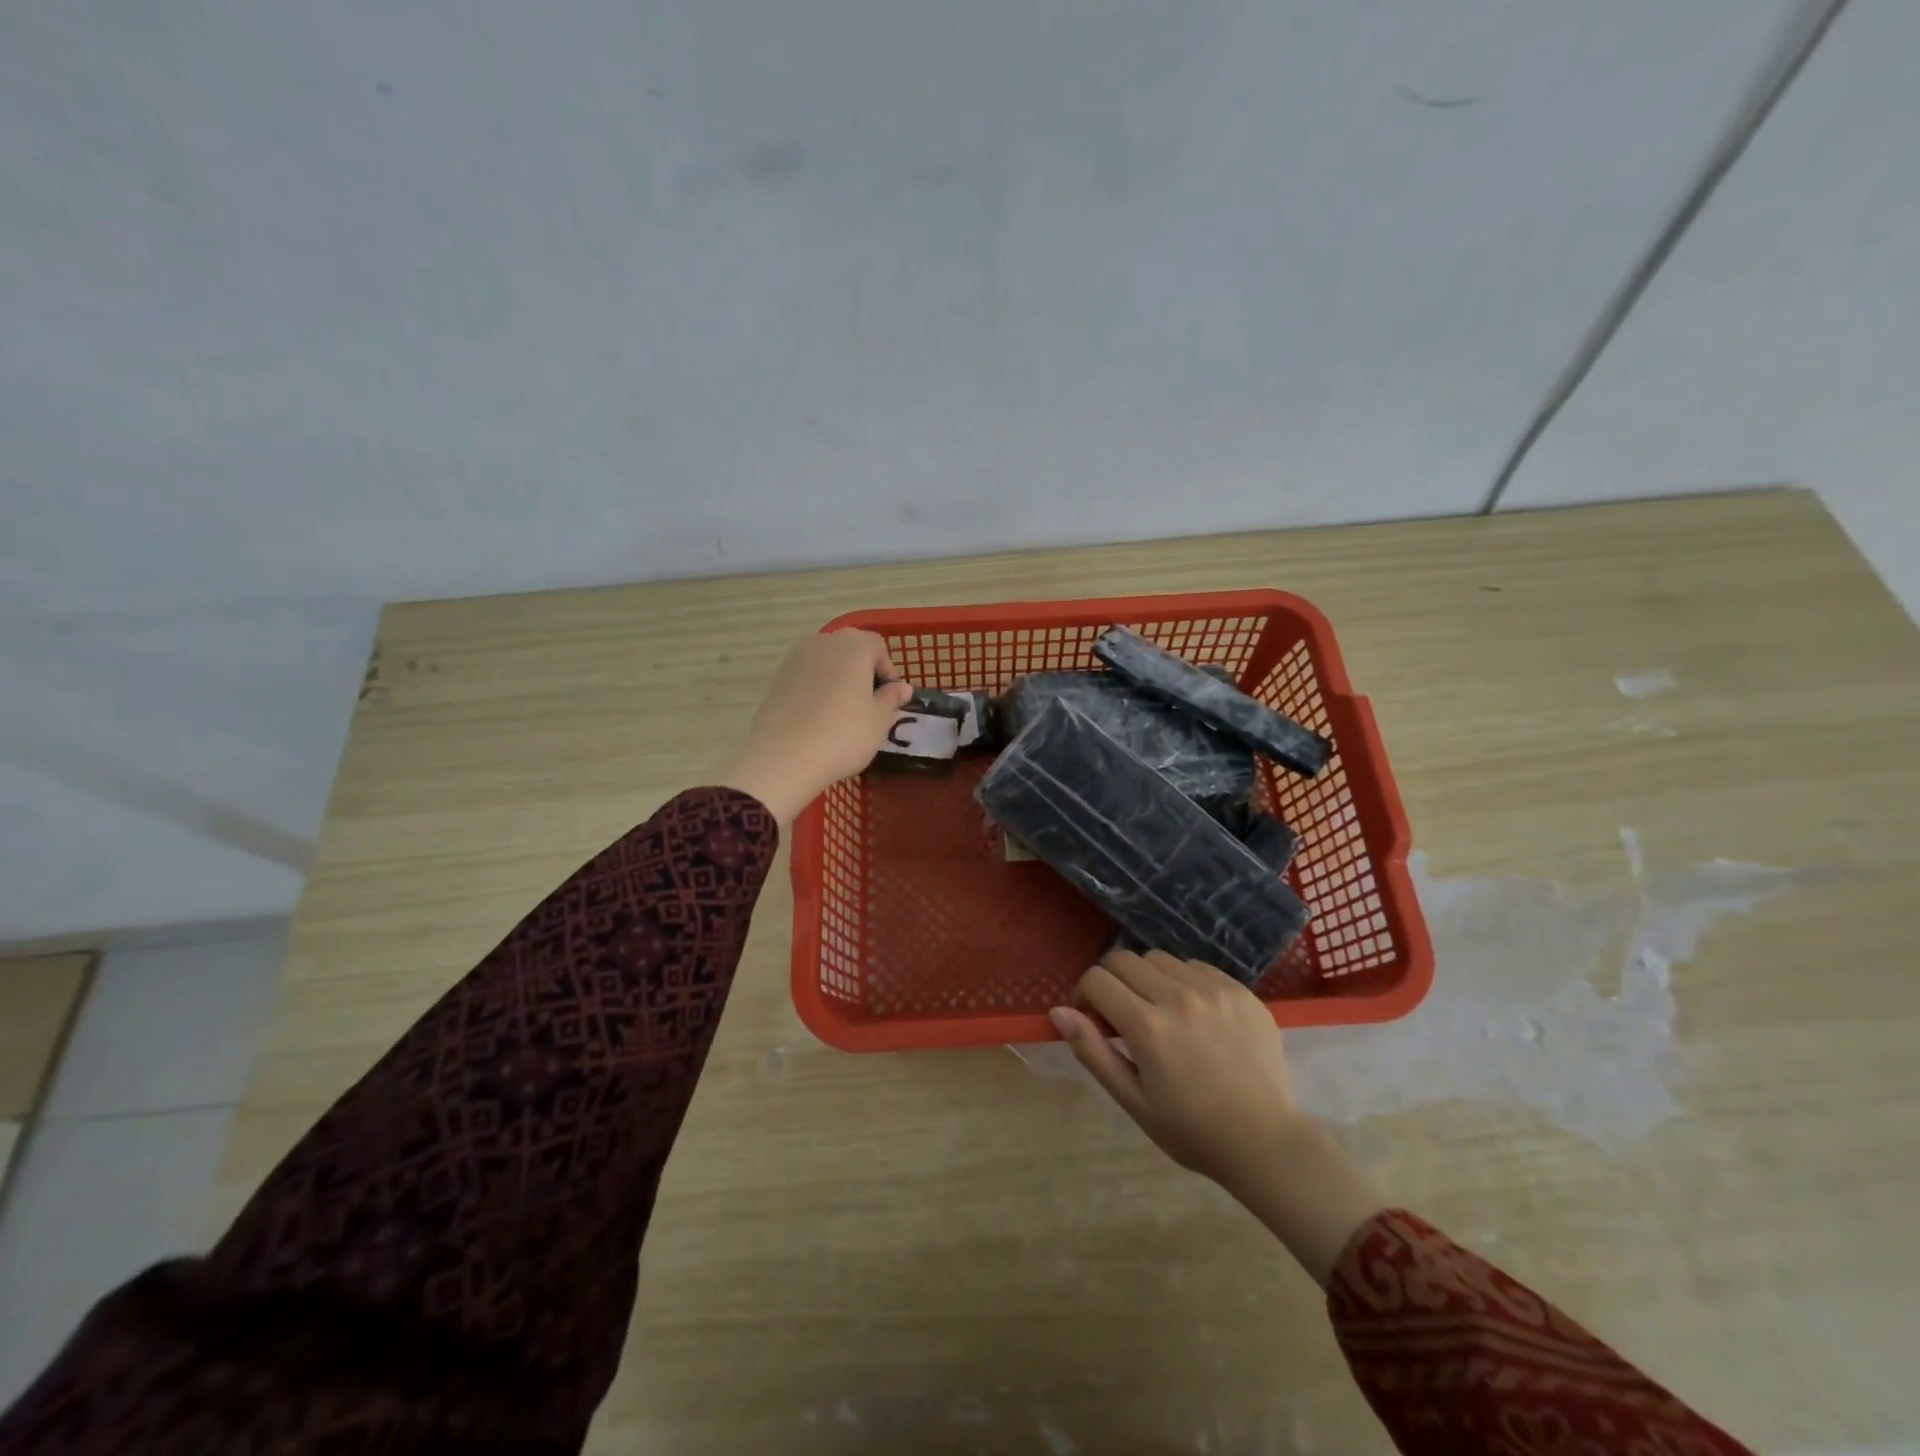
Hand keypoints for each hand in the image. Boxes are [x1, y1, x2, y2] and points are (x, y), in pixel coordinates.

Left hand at [717, 630, 913, 826]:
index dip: (888, 671)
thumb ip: (892, 698)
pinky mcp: (777, 680)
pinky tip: (819, 720)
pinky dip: (817, 692)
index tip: (889, 699)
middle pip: (850, 650)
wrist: (784, 757)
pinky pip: (806, 679)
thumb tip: (901, 687)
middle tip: (868, 706)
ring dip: (838, 681)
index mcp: (853, 645)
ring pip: (826, 664)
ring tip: (843, 715)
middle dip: (862, 673)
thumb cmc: (843, 734)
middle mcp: (823, 642)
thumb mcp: (879, 720)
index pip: (878, 646)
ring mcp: (795, 659)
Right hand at [1049, 950, 1303, 1185]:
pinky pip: (1197, 967)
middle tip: (1123, 1013)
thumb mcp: (1133, 1101)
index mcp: (1147, 1026)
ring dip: (1149, 978)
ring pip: (1161, 959)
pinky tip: (1194, 1014)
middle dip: (1112, 980)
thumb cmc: (1191, 1130)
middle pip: (1125, 959)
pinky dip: (1184, 981)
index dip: (1085, 994)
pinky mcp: (1241, 991)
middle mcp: (1178, 997)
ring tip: (1161, 1012)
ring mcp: (1214, 990)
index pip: (1097, 978)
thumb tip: (1058, 1010)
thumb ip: (1092, 1051)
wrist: (1265, 1143)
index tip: (1093, 1017)